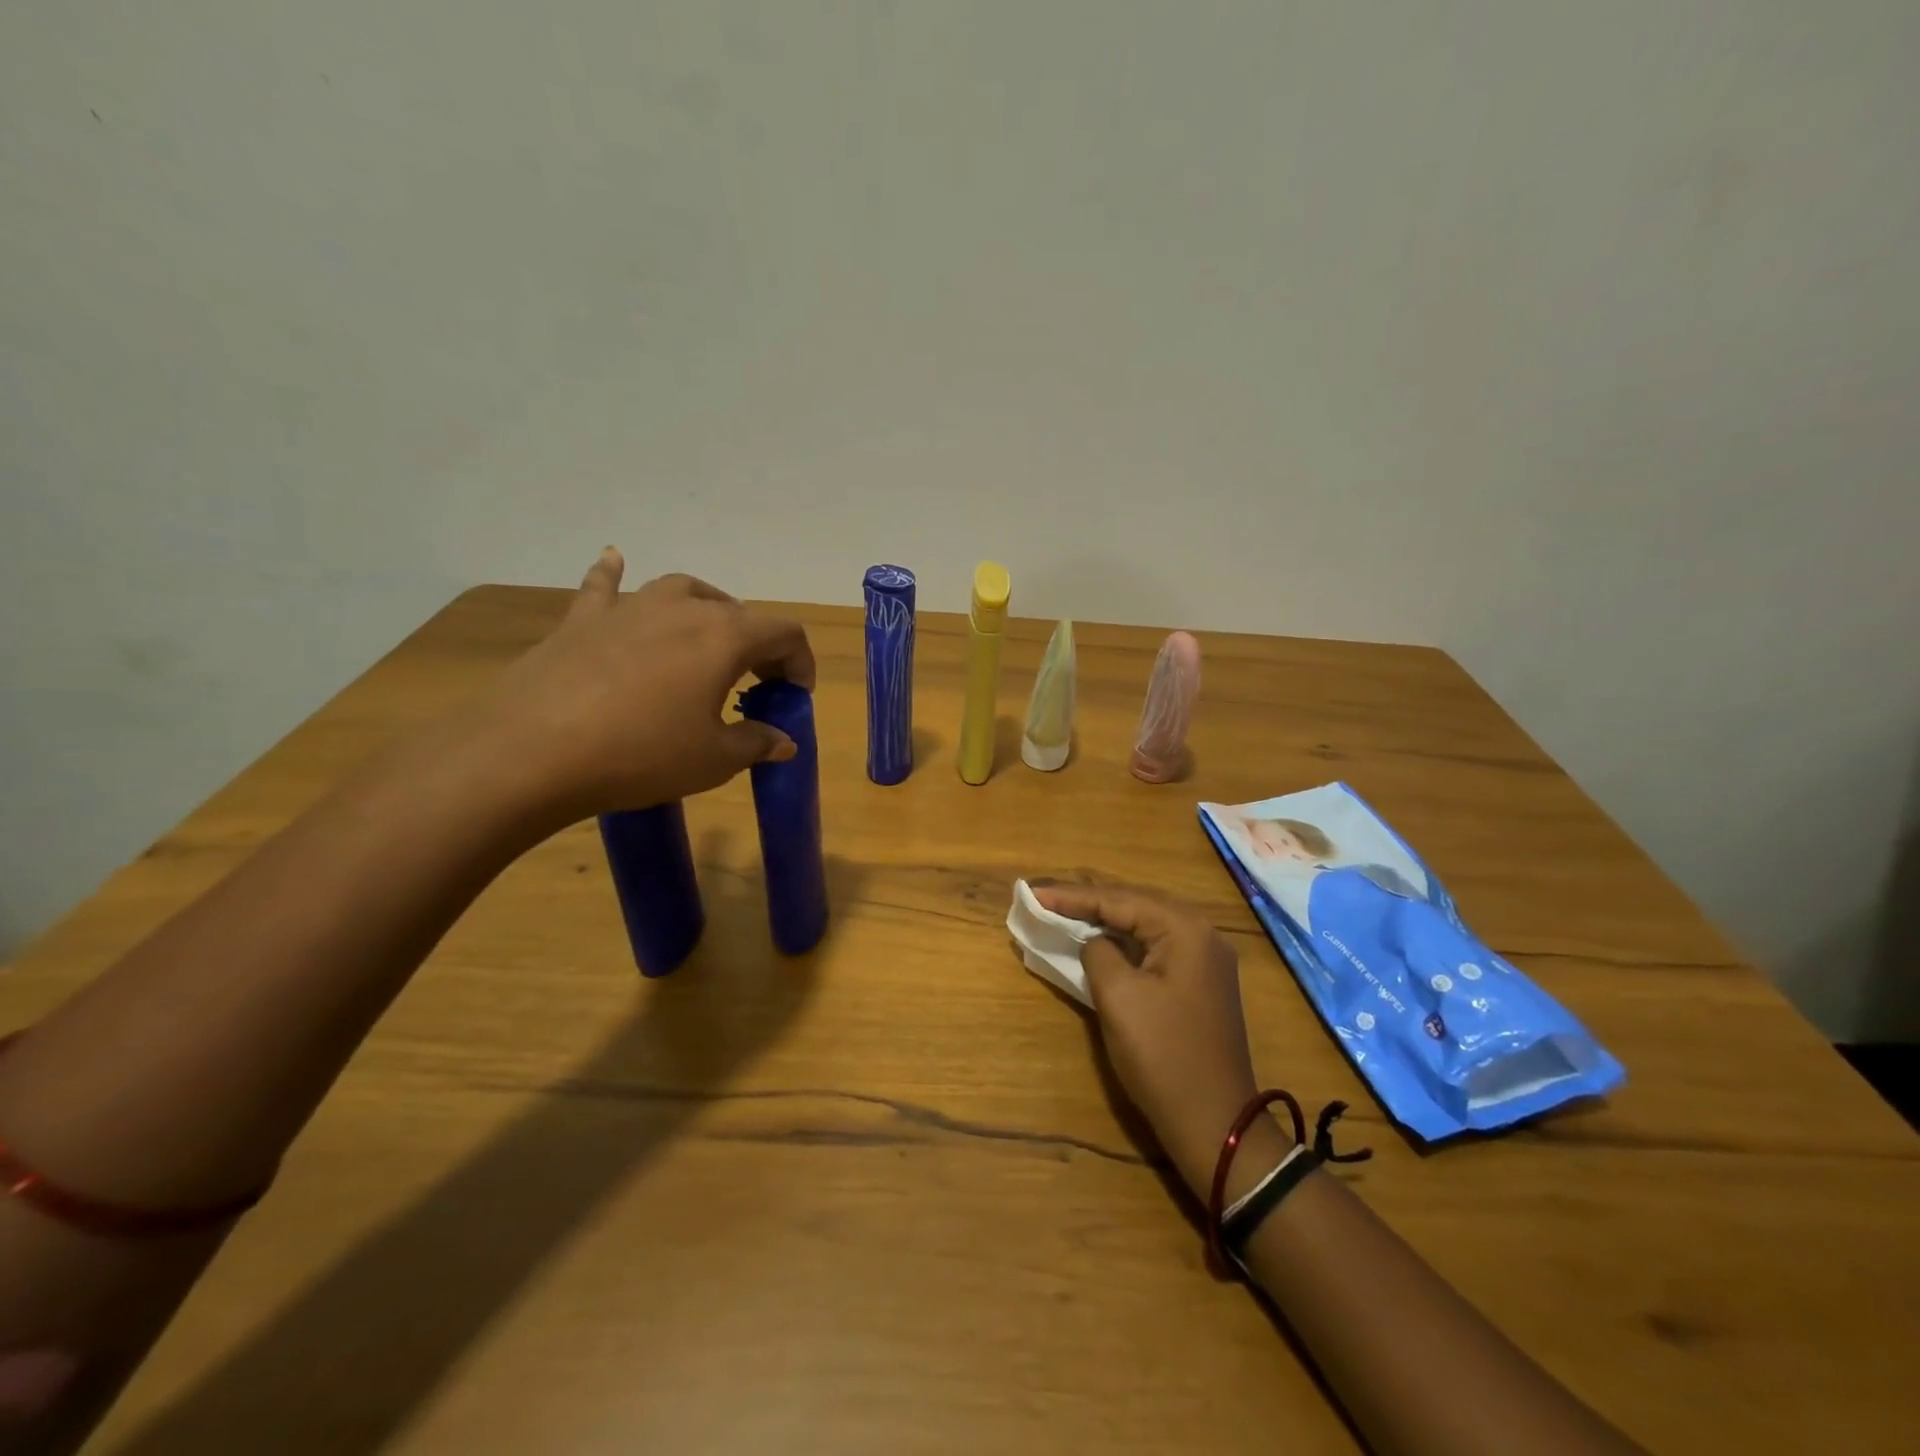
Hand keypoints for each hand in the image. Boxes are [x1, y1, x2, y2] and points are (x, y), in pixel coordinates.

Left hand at [470, 549, 814, 826]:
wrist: (532, 752)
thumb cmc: (641, 754)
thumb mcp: (713, 760)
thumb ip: (756, 743)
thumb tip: (783, 740)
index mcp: (725, 637)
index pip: (784, 633)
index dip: (801, 662)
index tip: (796, 696)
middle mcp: (683, 609)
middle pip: (739, 612)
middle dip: (758, 645)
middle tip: (754, 683)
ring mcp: (629, 607)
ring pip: (682, 590)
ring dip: (707, 611)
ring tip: (708, 636)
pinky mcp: (582, 619)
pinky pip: (605, 586)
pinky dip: (615, 574)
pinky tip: (614, 559)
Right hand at [1031, 884, 1268, 1199]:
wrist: (1214, 1123)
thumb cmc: (1162, 1056)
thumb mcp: (1118, 997)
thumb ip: (1099, 952)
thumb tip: (1096, 942)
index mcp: (1185, 929)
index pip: (1119, 899)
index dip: (1072, 896)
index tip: (1032, 892)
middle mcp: (1201, 933)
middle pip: (1135, 904)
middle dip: (1088, 900)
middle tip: (1045, 896)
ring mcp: (1205, 959)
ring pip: (1145, 924)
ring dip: (1106, 919)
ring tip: (1065, 911)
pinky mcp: (1200, 982)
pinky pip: (1155, 947)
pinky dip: (1124, 942)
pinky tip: (1100, 941)